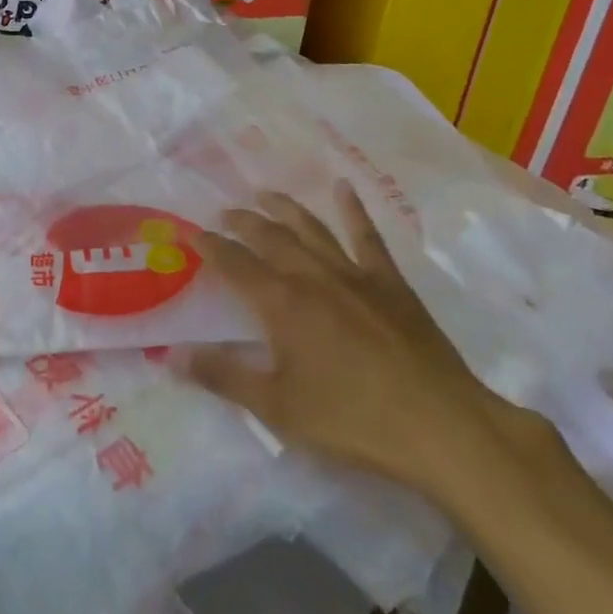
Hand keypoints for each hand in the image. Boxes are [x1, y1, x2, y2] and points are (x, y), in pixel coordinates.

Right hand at [183, 185, 548, 504]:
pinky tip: (344, 187)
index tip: (193, 234)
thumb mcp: (277, 407)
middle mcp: (312, 276)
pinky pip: (367, 237)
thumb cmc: (352, 420)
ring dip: (284, 208)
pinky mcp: (390, 282)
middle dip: (242, 223)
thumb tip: (171, 355)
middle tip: (224, 214)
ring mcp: (354, 274)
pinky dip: (353, 210)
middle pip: (269, 238)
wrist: (441, 425)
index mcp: (280, 303)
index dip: (211, 247)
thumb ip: (223, 376)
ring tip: (264, 193)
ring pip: (310, 228)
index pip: (234, 264)